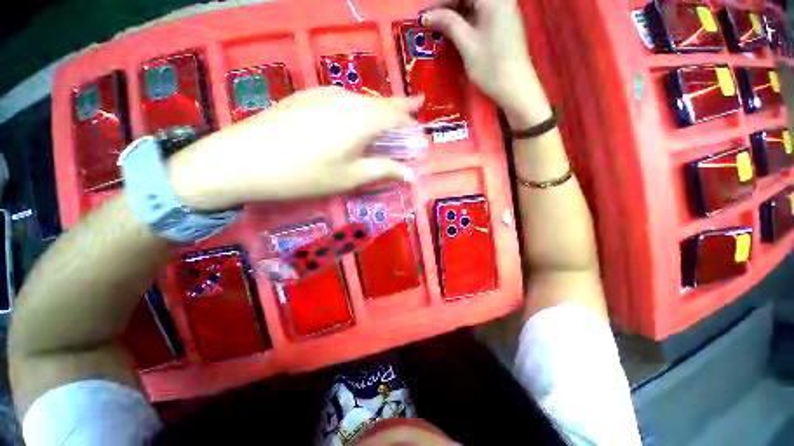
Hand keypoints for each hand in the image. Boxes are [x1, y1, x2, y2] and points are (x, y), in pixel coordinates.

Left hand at [168, 88, 420, 210]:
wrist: (244, 160)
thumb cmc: (306, 174)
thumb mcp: (350, 177)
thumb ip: (383, 171)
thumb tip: (409, 175)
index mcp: (362, 119)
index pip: (396, 114)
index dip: (410, 118)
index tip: (420, 119)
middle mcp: (346, 100)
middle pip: (380, 102)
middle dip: (398, 107)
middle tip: (411, 109)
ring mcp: (322, 94)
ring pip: (360, 99)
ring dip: (376, 107)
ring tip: (383, 116)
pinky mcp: (304, 97)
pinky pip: (340, 98)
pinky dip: (354, 106)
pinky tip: (350, 115)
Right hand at [423, 0, 551, 127]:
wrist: (514, 87)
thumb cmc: (491, 67)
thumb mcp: (467, 44)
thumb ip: (448, 24)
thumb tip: (426, 16)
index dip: (441, 1)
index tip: (425, 16)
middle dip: (447, 6)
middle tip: (431, 22)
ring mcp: (502, 11)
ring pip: (473, 4)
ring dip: (454, 14)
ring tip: (439, 28)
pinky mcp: (501, 23)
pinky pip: (479, 14)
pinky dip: (465, 20)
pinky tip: (454, 31)